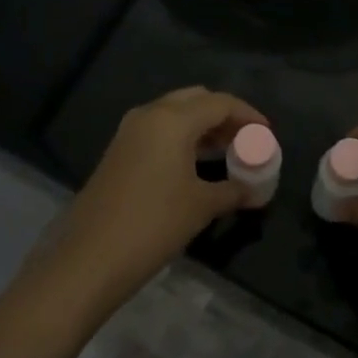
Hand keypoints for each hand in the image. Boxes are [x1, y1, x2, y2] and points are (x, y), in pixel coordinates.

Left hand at [41, 87, 265, 319]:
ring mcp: (130, 131)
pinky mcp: (119, 150)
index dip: (248, 115)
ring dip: (203, 126)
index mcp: (173, 119)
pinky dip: (182, 137)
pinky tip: (196, 163)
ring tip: (227, 151)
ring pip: (175, 113)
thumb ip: (234, 190)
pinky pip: (159, 130)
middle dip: (224, 115)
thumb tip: (257, 192)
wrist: (89, 257)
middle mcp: (150, 114)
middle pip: (196, 99)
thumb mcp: (202, 206)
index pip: (220, 103)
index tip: (268, 134)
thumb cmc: (154, 224)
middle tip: (246, 139)